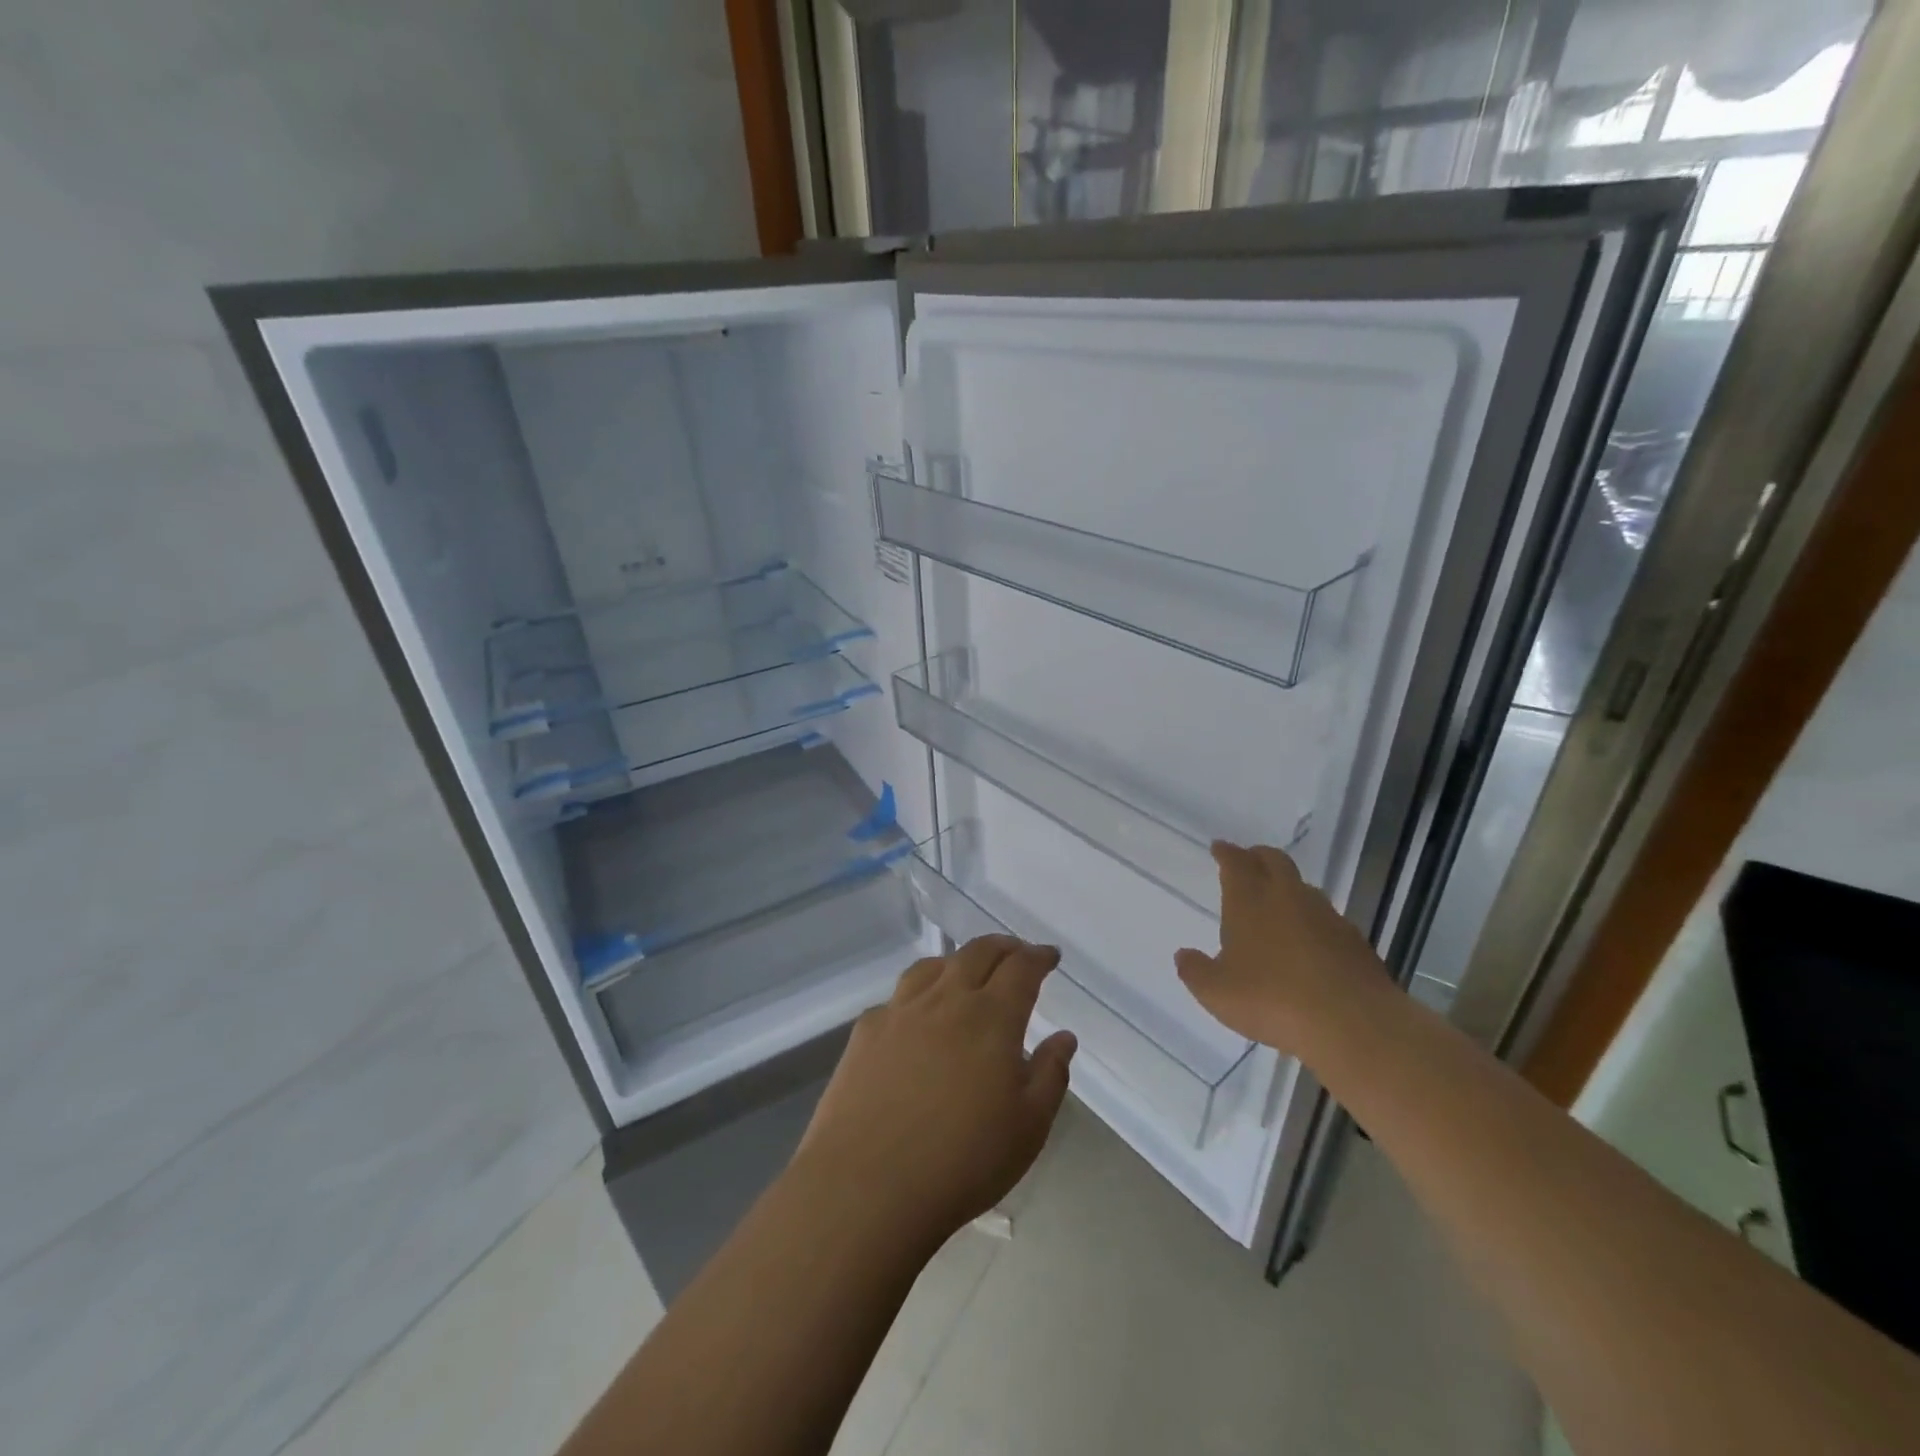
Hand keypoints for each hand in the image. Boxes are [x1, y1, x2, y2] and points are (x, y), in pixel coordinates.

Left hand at [794, 935, 1077, 1241]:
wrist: (867, 1185)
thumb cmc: (962, 1161)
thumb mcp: (1028, 1127)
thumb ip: (1050, 1074)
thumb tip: (1063, 1037)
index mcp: (991, 1017)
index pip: (1021, 968)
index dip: (1038, 957)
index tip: (1049, 956)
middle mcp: (946, 1000)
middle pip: (977, 953)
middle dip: (1002, 947)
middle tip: (1016, 953)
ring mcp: (901, 1011)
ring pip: (933, 966)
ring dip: (958, 961)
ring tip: (967, 972)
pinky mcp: (866, 1031)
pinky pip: (898, 997)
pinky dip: (918, 994)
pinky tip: (917, 1017)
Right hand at [1175, 841, 1388, 1054]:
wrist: (1352, 1024)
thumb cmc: (1272, 1000)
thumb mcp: (1216, 992)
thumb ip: (1196, 971)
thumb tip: (1184, 955)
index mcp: (1250, 901)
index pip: (1236, 863)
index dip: (1226, 853)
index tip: (1219, 848)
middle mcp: (1288, 898)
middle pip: (1275, 861)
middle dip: (1258, 857)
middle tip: (1249, 861)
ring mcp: (1327, 917)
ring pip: (1304, 888)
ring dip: (1288, 888)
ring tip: (1277, 903)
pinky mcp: (1354, 942)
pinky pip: (1328, 920)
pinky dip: (1313, 922)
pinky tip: (1309, 944)